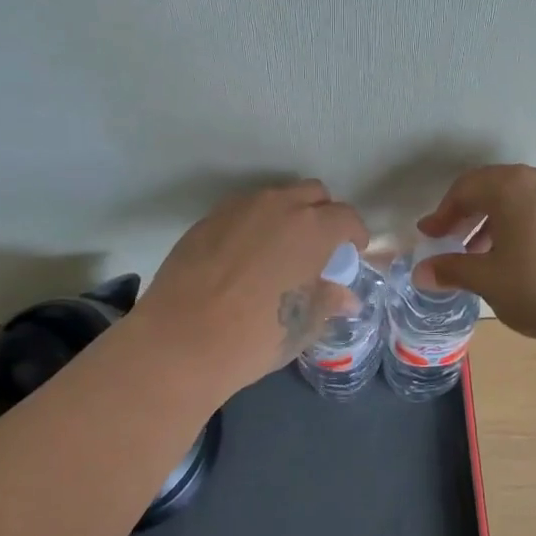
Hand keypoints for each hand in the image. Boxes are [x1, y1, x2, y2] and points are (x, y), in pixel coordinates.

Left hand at [135, 180, 368, 397]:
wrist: (181, 341)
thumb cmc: (256, 336)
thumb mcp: (303, 325)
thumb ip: (329, 301)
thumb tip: (345, 296)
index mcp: (312, 228)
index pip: (347, 217)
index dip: (354, 235)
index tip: (351, 253)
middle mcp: (278, 205)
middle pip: (313, 194)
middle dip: (323, 215)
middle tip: (319, 248)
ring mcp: (238, 208)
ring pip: (274, 198)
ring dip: (287, 216)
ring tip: (280, 251)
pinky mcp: (207, 219)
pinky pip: (242, 211)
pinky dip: (253, 225)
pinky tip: (244, 258)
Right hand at [414, 165, 535, 342]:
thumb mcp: (488, 281)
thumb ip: (452, 270)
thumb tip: (422, 272)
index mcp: (514, 186)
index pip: (467, 188)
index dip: (443, 212)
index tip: (431, 235)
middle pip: (497, 188)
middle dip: (471, 214)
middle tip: (456, 242)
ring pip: (526, 199)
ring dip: (501, 221)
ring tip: (490, 254)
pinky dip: (530, 225)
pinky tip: (529, 257)